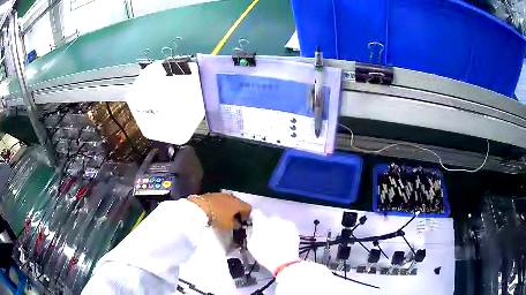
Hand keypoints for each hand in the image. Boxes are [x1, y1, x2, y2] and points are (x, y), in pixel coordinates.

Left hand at [188, 193, 250, 230]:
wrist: (199, 207)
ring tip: (223, 216)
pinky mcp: (212, 194)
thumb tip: (237, 223)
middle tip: (233, 219)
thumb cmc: (218, 217)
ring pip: (229, 201)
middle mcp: (232, 196)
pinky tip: (216, 211)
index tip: (241, 222)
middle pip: (239, 203)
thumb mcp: (229, 225)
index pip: (248, 208)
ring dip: (228, 208)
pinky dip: (220, 205)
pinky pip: (220, 200)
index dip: (247, 215)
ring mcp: (221, 194)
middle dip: (237, 211)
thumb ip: (236, 225)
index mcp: (238, 203)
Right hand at [247, 210, 299, 273]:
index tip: (254, 223)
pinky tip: (284, 239)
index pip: (256, 213)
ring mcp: (284, 223)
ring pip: (278, 223)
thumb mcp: (251, 246)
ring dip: (276, 228)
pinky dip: (285, 231)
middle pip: (268, 219)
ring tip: (277, 239)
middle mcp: (273, 219)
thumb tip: (252, 229)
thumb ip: (251, 234)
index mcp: (261, 223)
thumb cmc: (264, 255)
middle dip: (267, 225)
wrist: (284, 262)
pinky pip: (286, 227)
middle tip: (266, 235)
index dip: (255, 218)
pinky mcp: (293, 228)